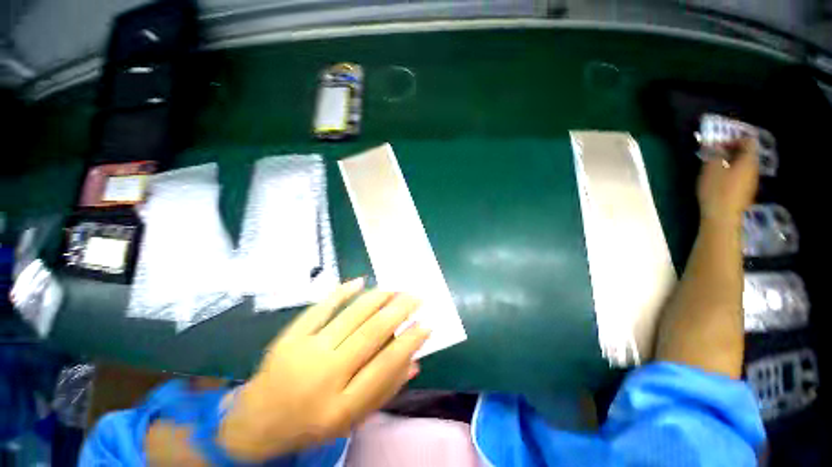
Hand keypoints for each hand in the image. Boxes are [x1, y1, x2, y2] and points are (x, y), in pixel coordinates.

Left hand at [217, 278, 429, 461]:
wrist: (256, 423)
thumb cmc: (310, 424)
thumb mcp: (351, 420)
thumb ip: (384, 391)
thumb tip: (413, 360)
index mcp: (342, 405)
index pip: (386, 365)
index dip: (410, 341)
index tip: (426, 324)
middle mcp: (326, 375)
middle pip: (371, 334)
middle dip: (399, 310)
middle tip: (416, 296)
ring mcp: (306, 351)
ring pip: (351, 316)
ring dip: (378, 298)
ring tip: (396, 288)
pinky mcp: (291, 336)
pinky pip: (320, 308)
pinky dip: (342, 291)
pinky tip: (360, 281)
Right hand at [697, 138, 758, 225]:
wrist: (722, 217)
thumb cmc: (716, 189)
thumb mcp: (711, 168)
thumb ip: (715, 154)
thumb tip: (717, 146)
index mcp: (748, 161)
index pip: (748, 142)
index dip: (734, 140)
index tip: (718, 145)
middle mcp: (754, 169)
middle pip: (747, 155)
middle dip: (732, 153)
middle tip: (715, 156)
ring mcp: (751, 183)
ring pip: (743, 167)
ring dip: (730, 164)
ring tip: (715, 169)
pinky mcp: (745, 193)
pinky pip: (740, 178)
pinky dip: (731, 175)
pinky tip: (719, 182)